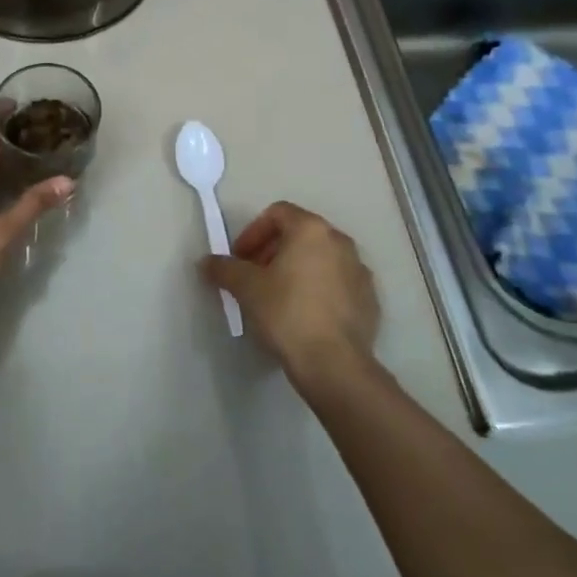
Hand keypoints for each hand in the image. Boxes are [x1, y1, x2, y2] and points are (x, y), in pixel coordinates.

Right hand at [201, 201, 378, 386]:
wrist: (334, 363)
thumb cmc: (286, 313)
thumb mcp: (246, 288)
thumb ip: (224, 268)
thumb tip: (207, 262)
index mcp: (311, 230)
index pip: (277, 213)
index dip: (252, 233)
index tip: (239, 259)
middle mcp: (340, 242)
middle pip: (300, 234)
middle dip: (272, 251)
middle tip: (254, 277)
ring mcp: (360, 270)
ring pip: (320, 258)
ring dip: (296, 270)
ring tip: (278, 298)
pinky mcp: (369, 299)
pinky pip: (337, 283)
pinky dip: (318, 289)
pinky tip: (304, 316)